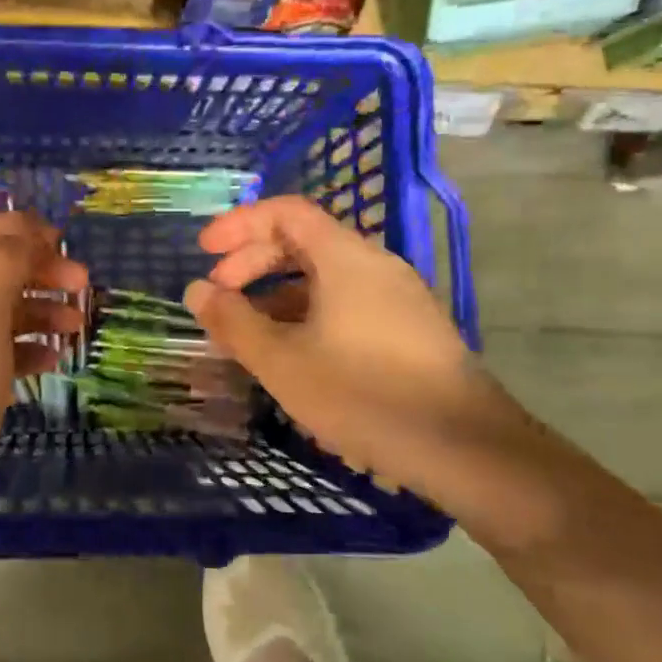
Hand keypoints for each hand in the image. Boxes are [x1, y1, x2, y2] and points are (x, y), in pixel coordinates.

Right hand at [183, 197, 485, 497]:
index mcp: (345, 257)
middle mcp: (375, 265)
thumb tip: (196, 290)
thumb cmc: (363, 394)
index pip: (286, 212)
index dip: (239, 224)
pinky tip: (295, 357)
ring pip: (325, 278)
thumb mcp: (282, 361)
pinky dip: (309, 315)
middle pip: (304, 242)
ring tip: (248, 335)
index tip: (204, 252)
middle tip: (219, 298)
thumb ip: (233, 322)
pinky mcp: (410, 330)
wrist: (465, 448)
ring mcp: (398, 298)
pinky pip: (347, 304)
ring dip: (278, 295)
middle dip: (253, 263)